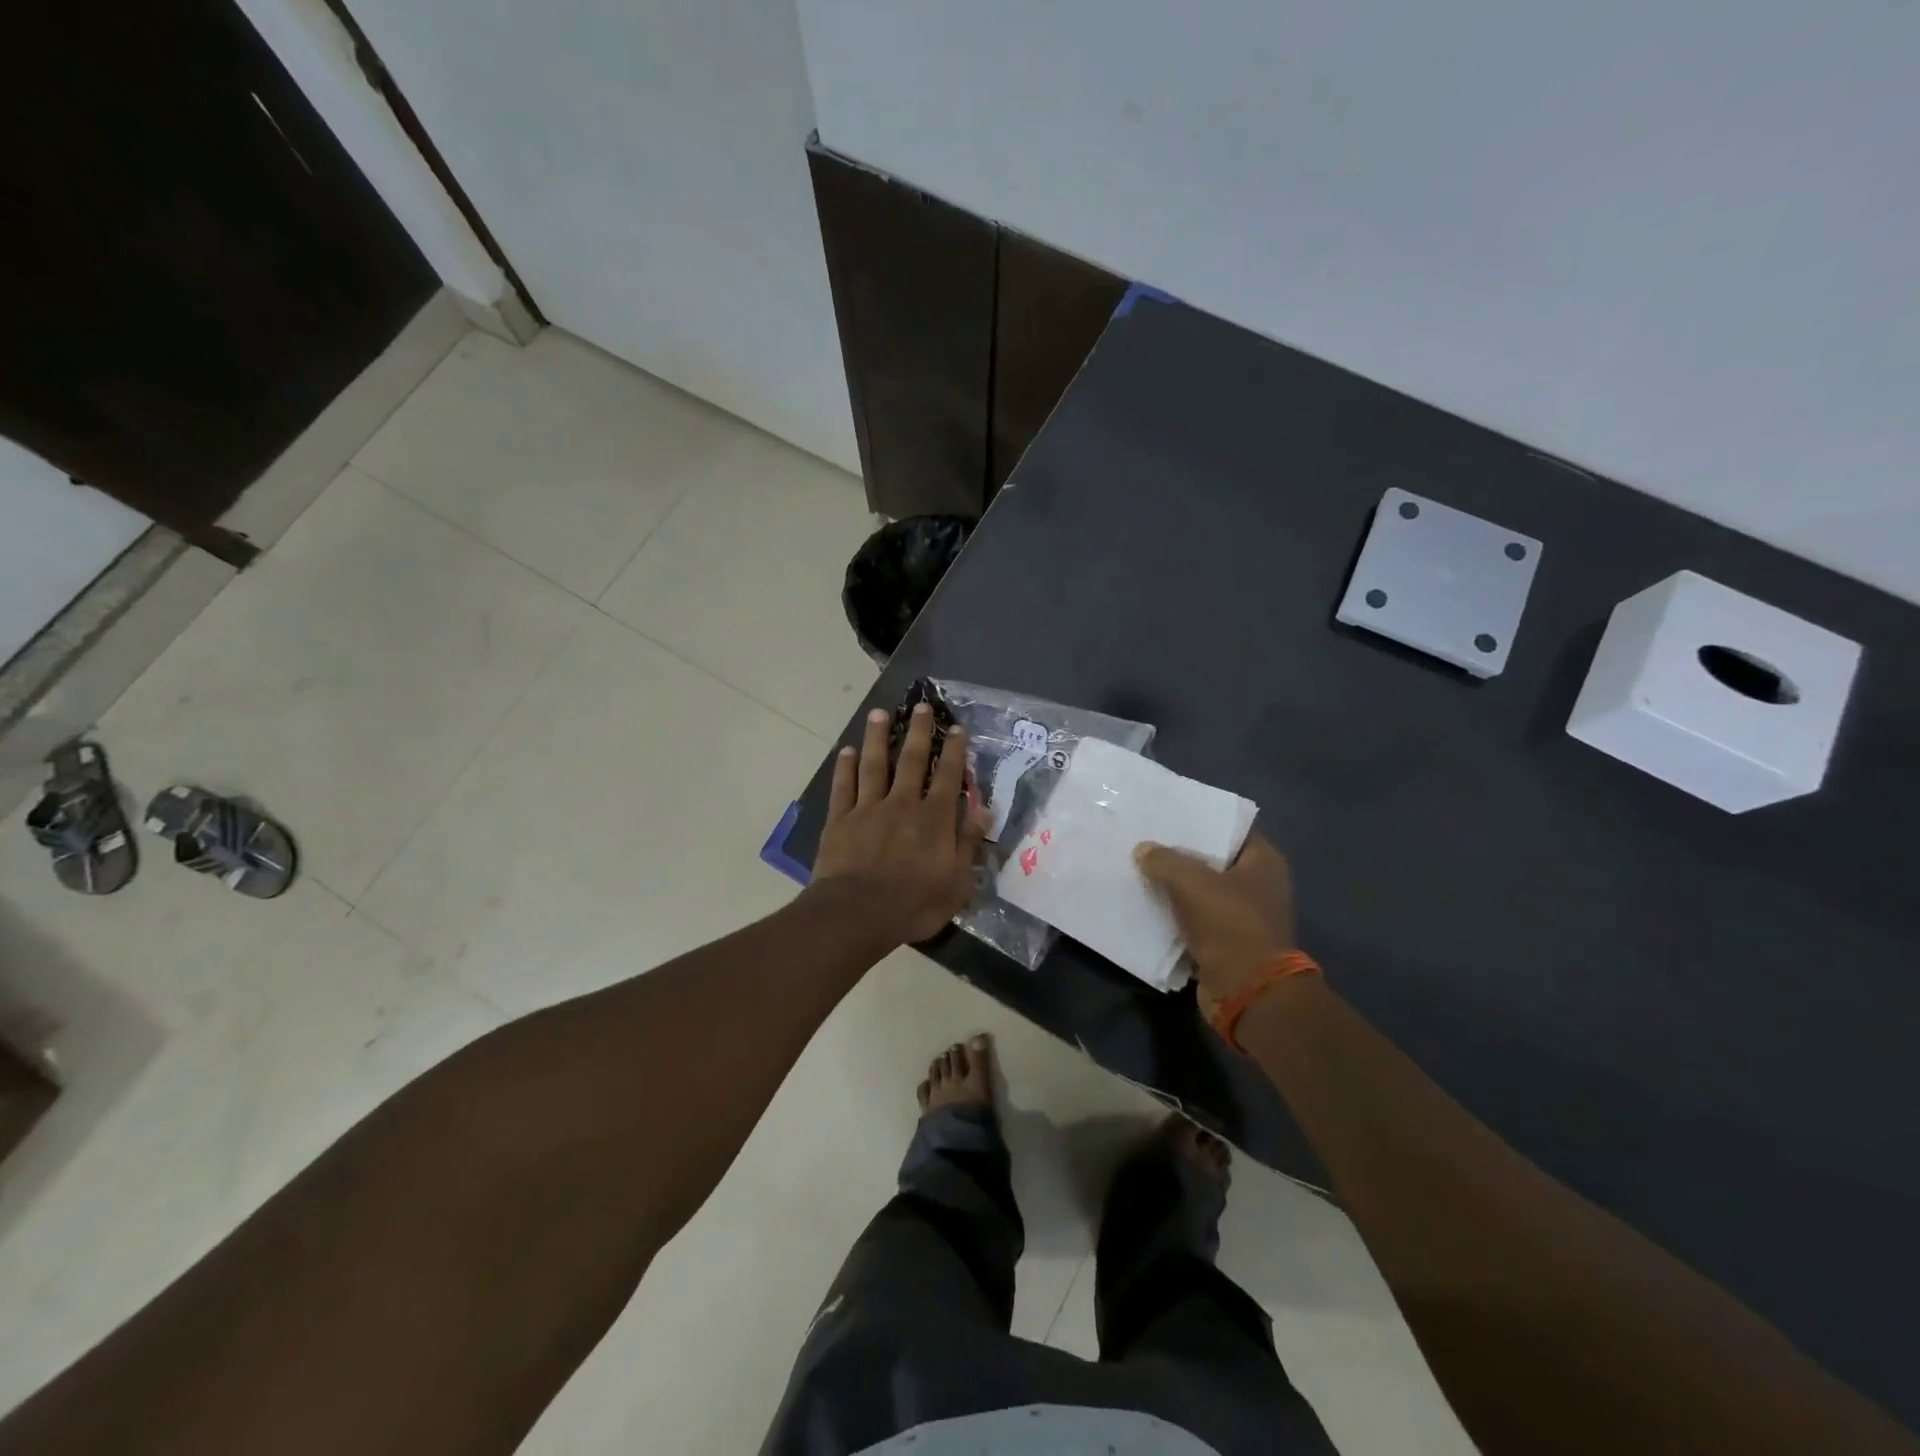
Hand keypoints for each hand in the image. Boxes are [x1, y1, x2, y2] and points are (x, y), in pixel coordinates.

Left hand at [812, 703, 986, 944]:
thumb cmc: (913, 904)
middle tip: (920, 706)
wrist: (857, 914)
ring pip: (873, 765)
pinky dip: (844, 767)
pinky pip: (843, 787)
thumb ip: (968, 843)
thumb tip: (983, 809)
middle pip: (910, 760)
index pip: (947, 776)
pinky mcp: (840, 820)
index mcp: (933, 818)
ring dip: (876, 737)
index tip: (954, 728)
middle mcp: (902, 804)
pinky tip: (846, 751)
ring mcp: (867, 809)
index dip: (953, 751)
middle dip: (917, 731)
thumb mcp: (956, 882)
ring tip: (879, 713)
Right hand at [1134, 833, 1295, 1019]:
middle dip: (1181, 852)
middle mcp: (1258, 885)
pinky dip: (1175, 913)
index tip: (1169, 812)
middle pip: (1213, 859)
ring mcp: (1243, 915)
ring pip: (1201, 890)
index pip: (1231, 828)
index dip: (1201, 819)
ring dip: (1175, 885)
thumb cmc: (1230, 926)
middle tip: (1146, 838)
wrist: (1247, 992)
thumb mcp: (1192, 883)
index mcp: (1264, 862)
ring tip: (1140, 866)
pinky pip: (1194, 917)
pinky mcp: (1226, 941)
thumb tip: (1143, 850)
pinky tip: (1146, 902)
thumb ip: (1164, 860)